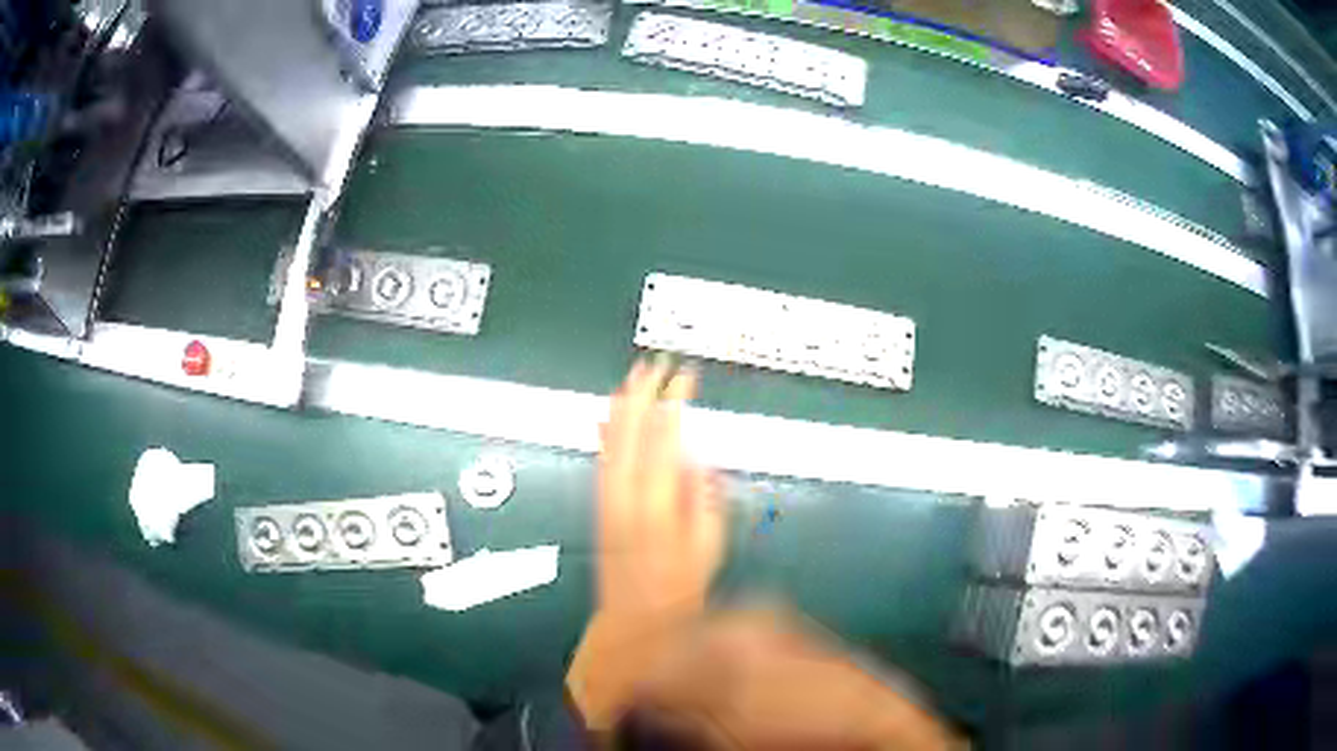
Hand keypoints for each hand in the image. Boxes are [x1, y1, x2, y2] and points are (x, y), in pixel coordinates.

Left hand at [596, 358, 724, 616]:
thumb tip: (698, 458)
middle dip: (644, 391)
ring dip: (622, 404)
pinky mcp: (600, 504)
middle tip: (656, 364)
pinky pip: (600, 456)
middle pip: (632, 428)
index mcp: (657, 498)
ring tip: (633, 377)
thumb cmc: (680, 586)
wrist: (635, 618)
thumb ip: (703, 498)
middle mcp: (626, 490)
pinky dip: (604, 430)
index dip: (675, 399)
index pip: (665, 434)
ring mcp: (608, 496)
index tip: (686, 376)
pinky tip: (604, 416)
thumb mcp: (708, 545)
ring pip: (611, 437)